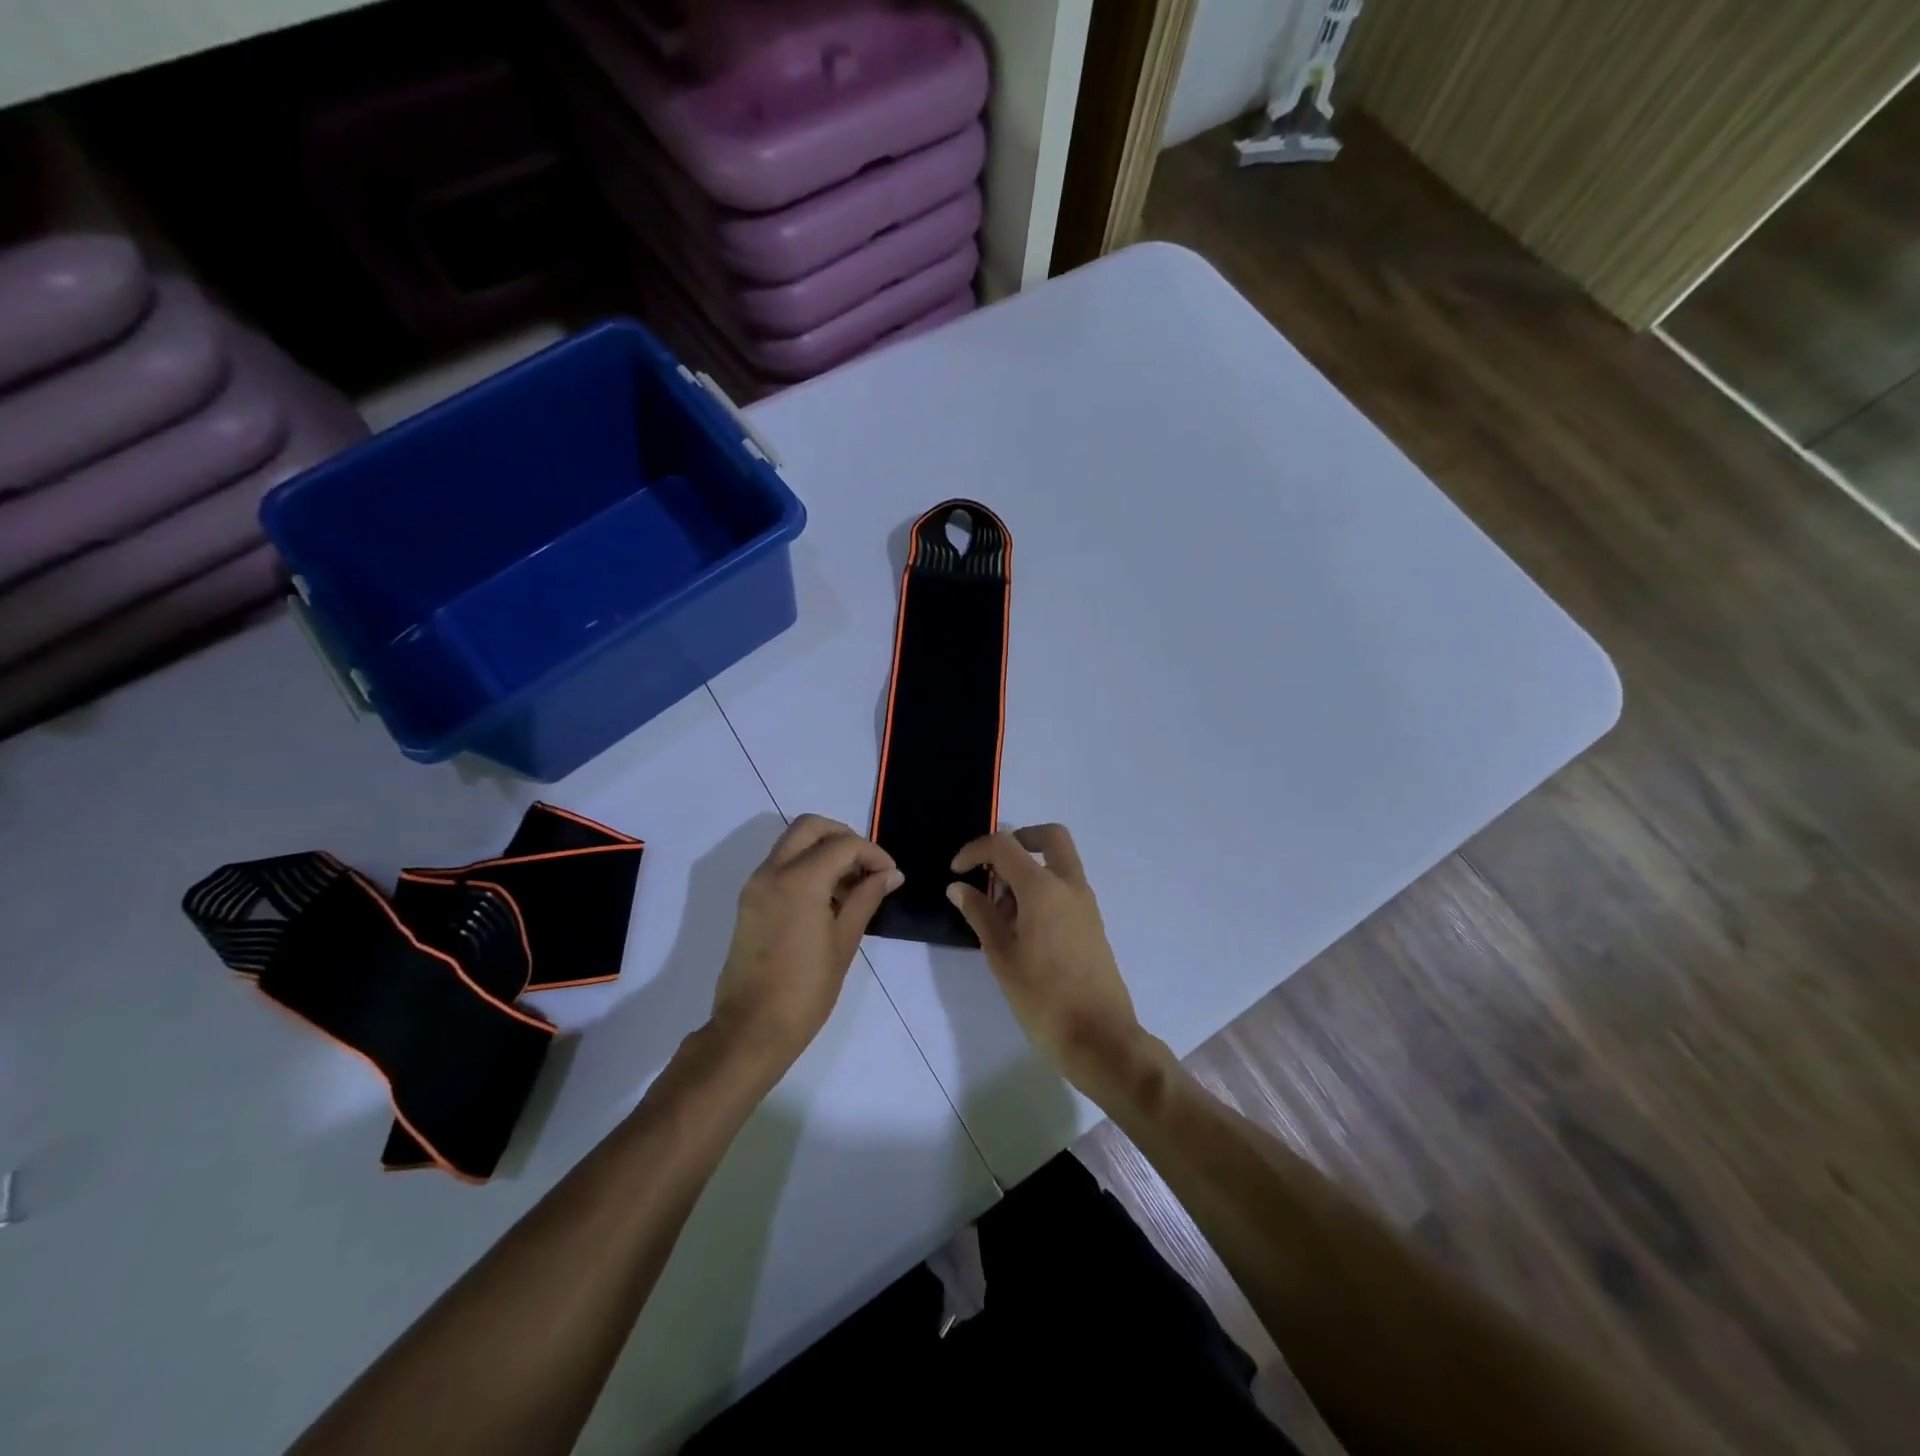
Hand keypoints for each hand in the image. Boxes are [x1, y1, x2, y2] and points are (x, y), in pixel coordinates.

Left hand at [711, 815, 901, 1072]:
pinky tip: (828, 897)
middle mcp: (772, 872)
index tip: (890, 874)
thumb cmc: (806, 990)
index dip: (872, 853)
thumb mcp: (844, 942)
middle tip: (867, 865)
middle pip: (810, 827)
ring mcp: (756, 885)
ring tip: (852, 885)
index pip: (842, 844)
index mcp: (798, 881)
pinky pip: (781, 864)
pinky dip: (806, 865)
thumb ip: (867, 898)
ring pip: (793, 842)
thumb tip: (891, 874)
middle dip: (843, 836)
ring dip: (824, 850)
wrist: (751, 1029)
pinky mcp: (749, 900)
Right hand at [947, 825, 1156, 1102]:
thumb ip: (980, 915)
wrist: (1100, 1038)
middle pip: (1050, 837)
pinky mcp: (1092, 923)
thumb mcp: (1002, 957)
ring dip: (1029, 868)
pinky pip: (1065, 887)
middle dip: (1018, 840)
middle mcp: (1069, 886)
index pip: (1005, 846)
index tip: (956, 871)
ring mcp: (1086, 903)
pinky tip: (1022, 928)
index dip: (975, 850)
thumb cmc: (1044, 999)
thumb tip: (958, 887)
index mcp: (1043, 889)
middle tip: (992, 867)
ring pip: (1059, 862)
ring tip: (1000, 912)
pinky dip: (1042, 889)